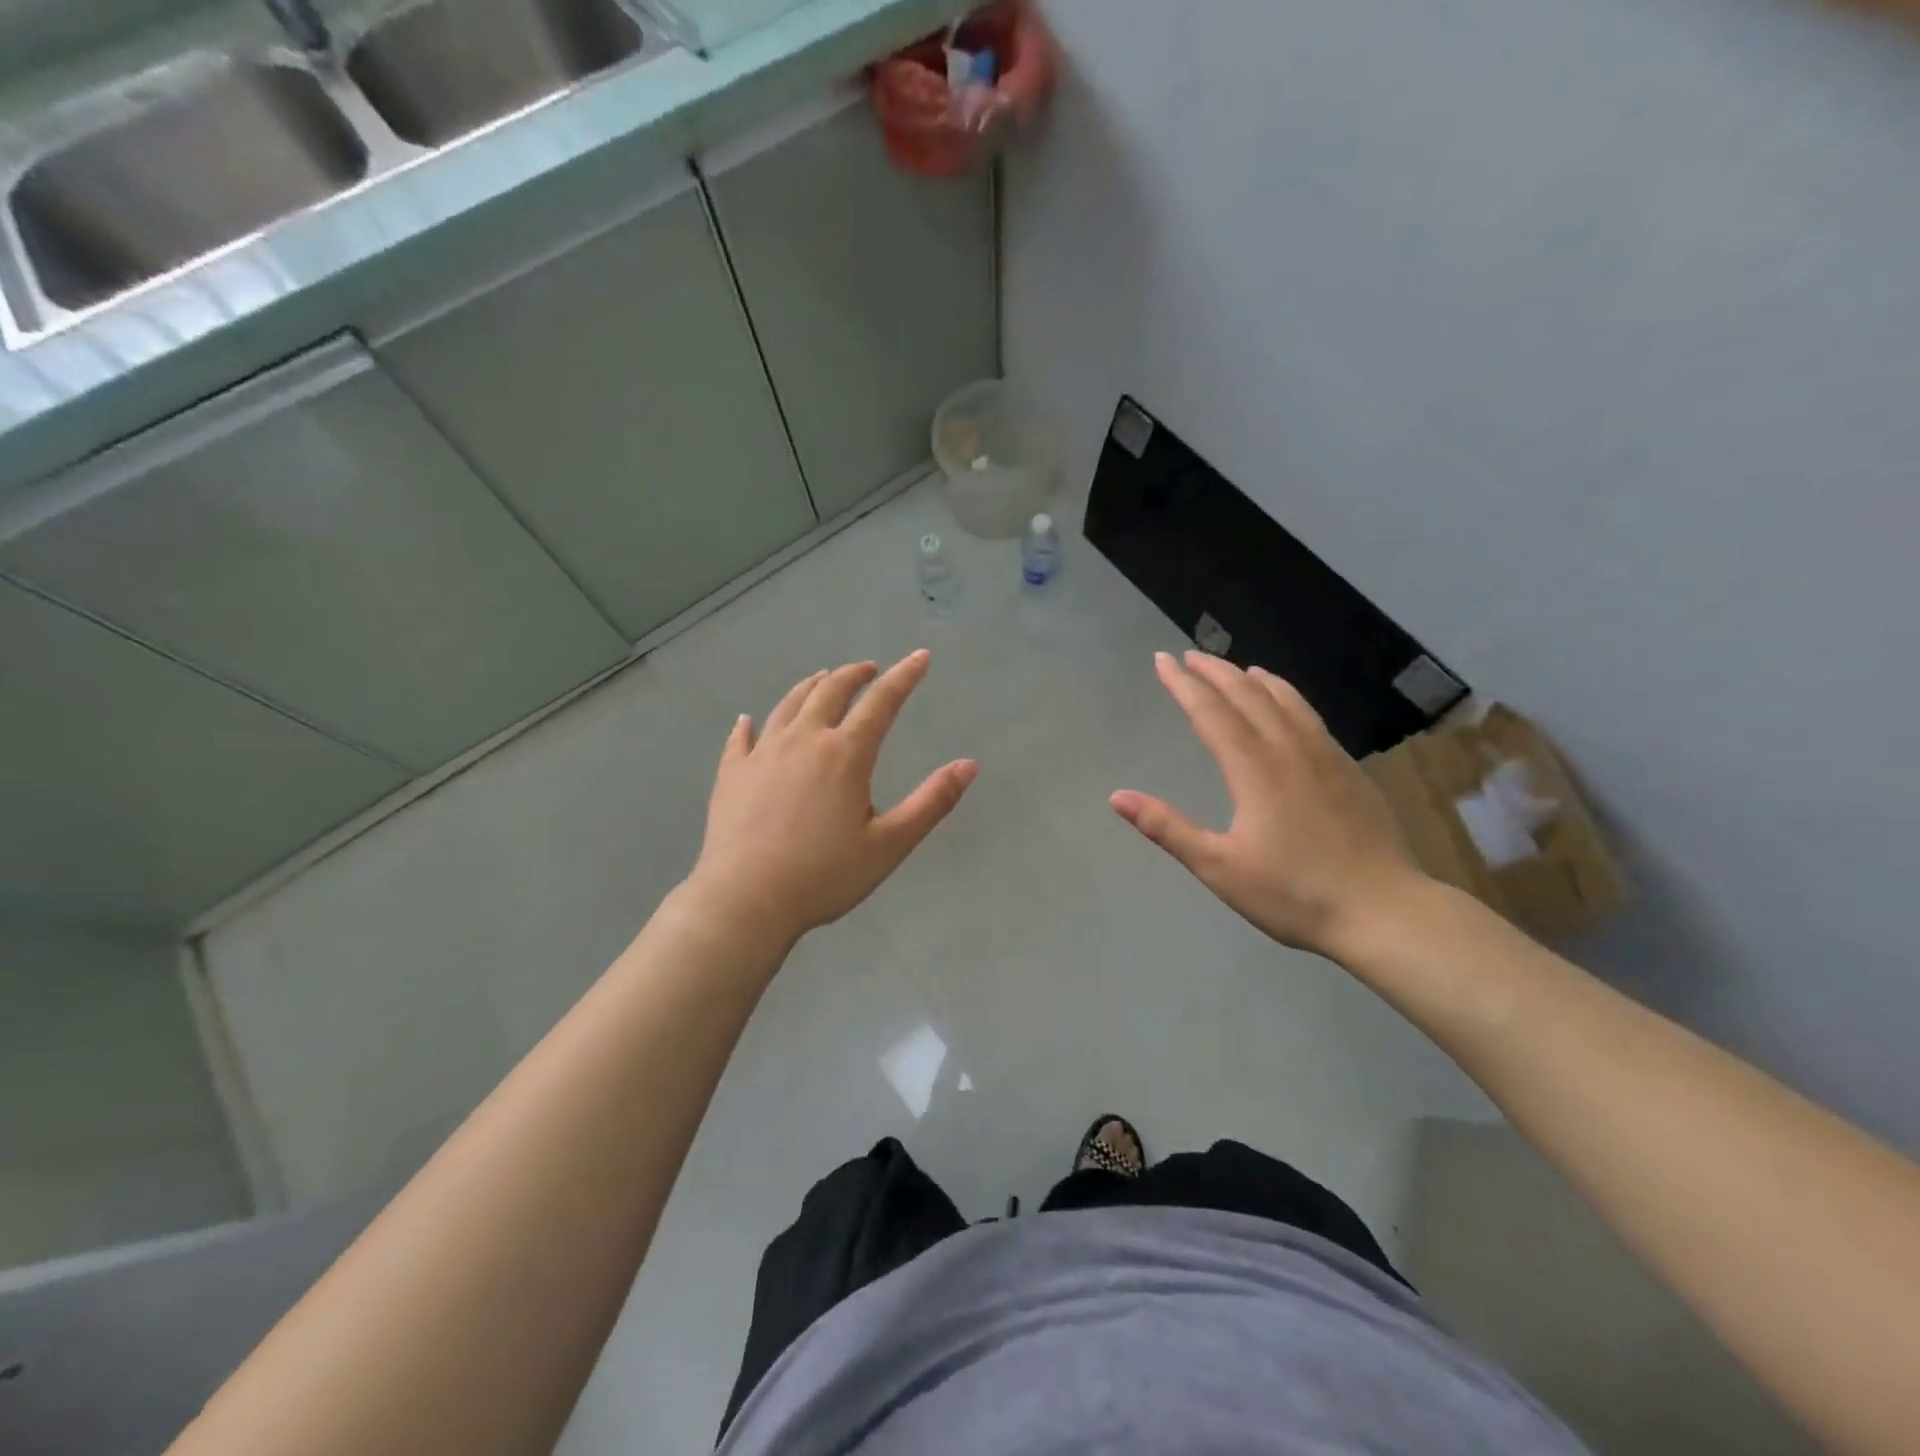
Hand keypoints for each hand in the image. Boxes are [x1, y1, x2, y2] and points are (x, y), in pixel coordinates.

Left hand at [688, 650, 977, 943]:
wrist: (746, 900)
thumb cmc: (825, 875)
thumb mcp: (890, 844)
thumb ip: (932, 802)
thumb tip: (969, 765)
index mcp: (846, 754)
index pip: (882, 702)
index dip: (904, 676)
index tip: (920, 657)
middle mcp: (804, 740)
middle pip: (831, 691)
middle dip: (854, 674)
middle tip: (869, 669)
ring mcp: (763, 754)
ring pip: (789, 705)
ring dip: (811, 687)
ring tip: (822, 679)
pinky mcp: (732, 774)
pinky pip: (742, 738)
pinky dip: (751, 724)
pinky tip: (749, 721)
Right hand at [1111, 651, 1425, 958]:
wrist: (1384, 911)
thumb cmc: (1293, 893)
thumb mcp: (1219, 868)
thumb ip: (1168, 828)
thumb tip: (1117, 797)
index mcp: (1254, 769)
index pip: (1211, 712)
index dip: (1183, 684)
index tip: (1162, 660)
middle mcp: (1289, 750)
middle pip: (1247, 695)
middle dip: (1215, 671)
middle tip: (1189, 656)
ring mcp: (1325, 757)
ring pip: (1285, 700)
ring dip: (1253, 678)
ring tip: (1236, 668)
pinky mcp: (1348, 770)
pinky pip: (1310, 716)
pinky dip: (1288, 696)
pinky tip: (1287, 703)